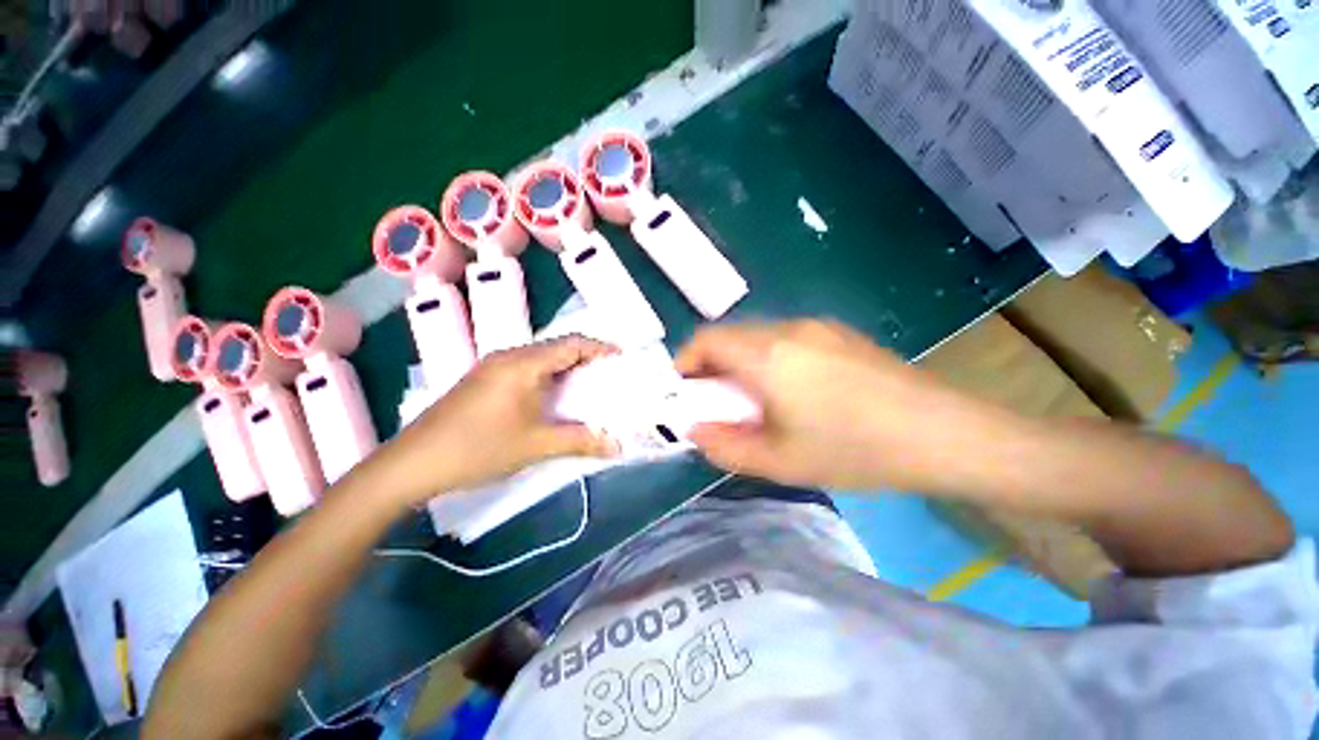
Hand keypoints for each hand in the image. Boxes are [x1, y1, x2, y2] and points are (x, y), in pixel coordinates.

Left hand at [372, 335, 618, 504]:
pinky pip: (520, 376)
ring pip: (537, 365)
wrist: (420, 460)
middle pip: (555, 351)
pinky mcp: (479, 385)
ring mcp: (489, 370)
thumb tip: (617, 444)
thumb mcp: (534, 446)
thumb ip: (578, 440)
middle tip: (611, 388)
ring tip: (587, 401)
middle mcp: (506, 357)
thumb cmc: (479, 448)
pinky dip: (543, 386)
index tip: (625, 365)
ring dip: (563, 378)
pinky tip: (549, 410)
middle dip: (586, 366)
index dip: (602, 350)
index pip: (572, 343)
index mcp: (522, 362)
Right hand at [675, 319, 984, 491]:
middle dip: (718, 372)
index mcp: (768, 354)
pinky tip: (807, 403)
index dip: (686, 366)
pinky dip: (782, 365)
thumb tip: (698, 430)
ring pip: (769, 340)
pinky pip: (799, 343)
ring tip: (768, 414)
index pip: (707, 340)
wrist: (934, 431)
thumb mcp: (782, 462)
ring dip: (752, 369)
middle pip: (737, 337)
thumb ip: (728, 447)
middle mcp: (793, 328)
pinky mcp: (850, 337)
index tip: (686, 401)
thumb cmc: (853, 450)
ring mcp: (825, 328)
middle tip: (725, 416)